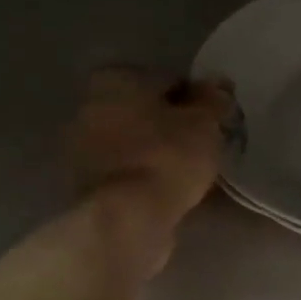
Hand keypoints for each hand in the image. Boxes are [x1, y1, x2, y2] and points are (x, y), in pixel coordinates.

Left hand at [68, 68, 233, 270]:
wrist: (125, 220)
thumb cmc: (166, 157)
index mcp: (115, 80)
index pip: (167, 80)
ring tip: (192, 171)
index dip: (196, 98)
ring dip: (160, 152)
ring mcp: (82, 148)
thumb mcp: (204, 123)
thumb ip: (213, 100)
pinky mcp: (85, 185)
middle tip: (205, 144)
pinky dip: (147, 176)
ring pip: (136, 143)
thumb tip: (218, 85)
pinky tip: (171, 190)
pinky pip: (128, 171)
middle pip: (146, 111)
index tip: (215, 119)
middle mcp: (90, 107)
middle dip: (173, 125)